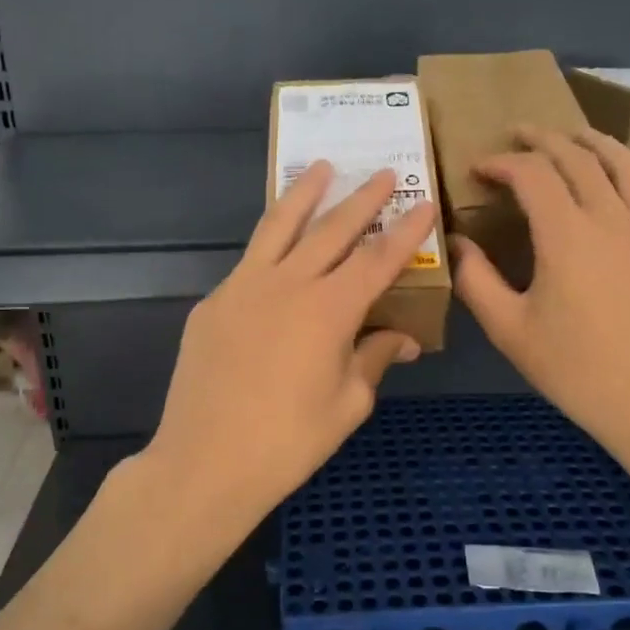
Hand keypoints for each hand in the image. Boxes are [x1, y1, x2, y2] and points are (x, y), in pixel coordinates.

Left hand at [140, 162, 435, 541]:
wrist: (206, 461)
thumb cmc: (289, 442)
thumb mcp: (347, 404)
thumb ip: (374, 359)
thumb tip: (401, 339)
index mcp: (329, 309)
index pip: (377, 259)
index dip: (405, 231)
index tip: (424, 202)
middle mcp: (287, 284)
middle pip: (331, 228)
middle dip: (362, 198)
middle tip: (382, 173)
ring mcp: (242, 287)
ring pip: (279, 226)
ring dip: (304, 194)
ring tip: (320, 168)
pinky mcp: (213, 303)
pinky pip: (249, 261)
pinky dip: (271, 243)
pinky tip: (279, 245)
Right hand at [453, 126, 629, 479]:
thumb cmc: (575, 372)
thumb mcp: (509, 331)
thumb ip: (477, 280)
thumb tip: (458, 242)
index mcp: (569, 236)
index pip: (533, 174)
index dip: (502, 162)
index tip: (479, 167)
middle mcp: (616, 220)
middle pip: (580, 157)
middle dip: (545, 138)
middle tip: (520, 133)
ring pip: (628, 166)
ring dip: (595, 143)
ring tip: (575, 137)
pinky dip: (624, 192)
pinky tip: (612, 214)